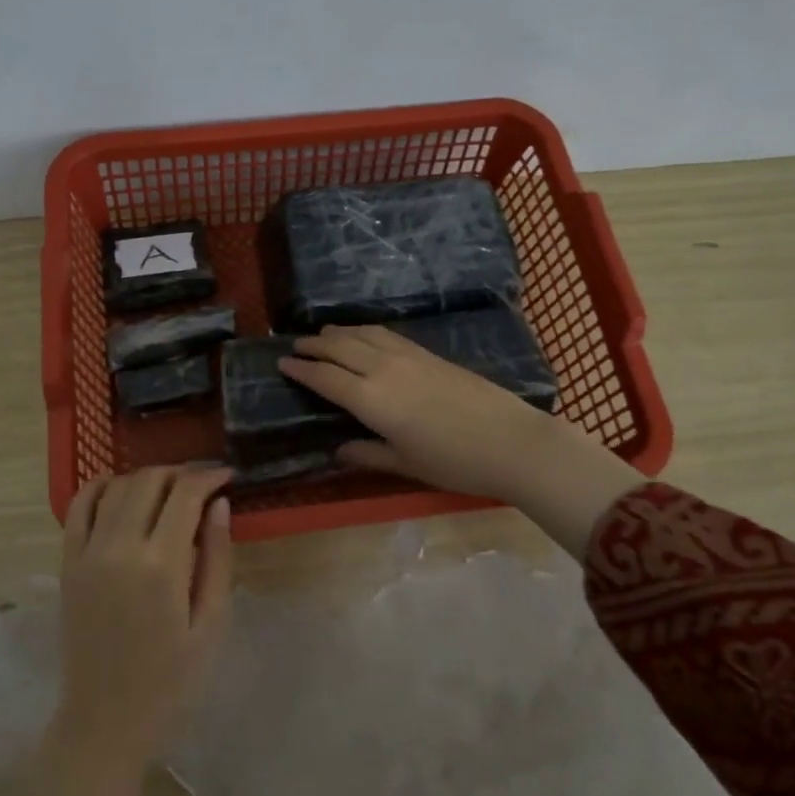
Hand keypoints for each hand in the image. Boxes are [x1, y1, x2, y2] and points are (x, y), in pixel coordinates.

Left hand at [25, 466, 232, 795]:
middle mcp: (119, 548)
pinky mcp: (67, 565)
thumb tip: (219, 505)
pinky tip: (117, 486)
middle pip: (149, 481)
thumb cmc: (170, 684)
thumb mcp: (210, 626)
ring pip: (116, 487)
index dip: (209, 477)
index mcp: (161, 566)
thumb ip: (216, 559)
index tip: (227, 476)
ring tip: (169, 489)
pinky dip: (97, 487)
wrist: (104, 724)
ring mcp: (87, 554)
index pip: (185, 494)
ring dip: (146, 477)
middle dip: (181, 473)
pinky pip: (77, 508)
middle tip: (203, 483)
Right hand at [279, 324, 643, 554]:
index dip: (301, 369)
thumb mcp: (406, 464)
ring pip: (363, 334)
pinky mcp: (429, 354)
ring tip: (323, 334)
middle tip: (296, 346)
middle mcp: (384, 369)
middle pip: (340, 348)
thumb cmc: (454, 462)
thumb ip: (368, 454)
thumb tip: (339, 450)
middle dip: (314, 345)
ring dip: (339, 332)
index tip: (282, 363)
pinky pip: (387, 334)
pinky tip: (365, 335)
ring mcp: (409, 357)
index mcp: (371, 399)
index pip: (325, 377)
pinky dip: (366, 331)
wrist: (512, 441)